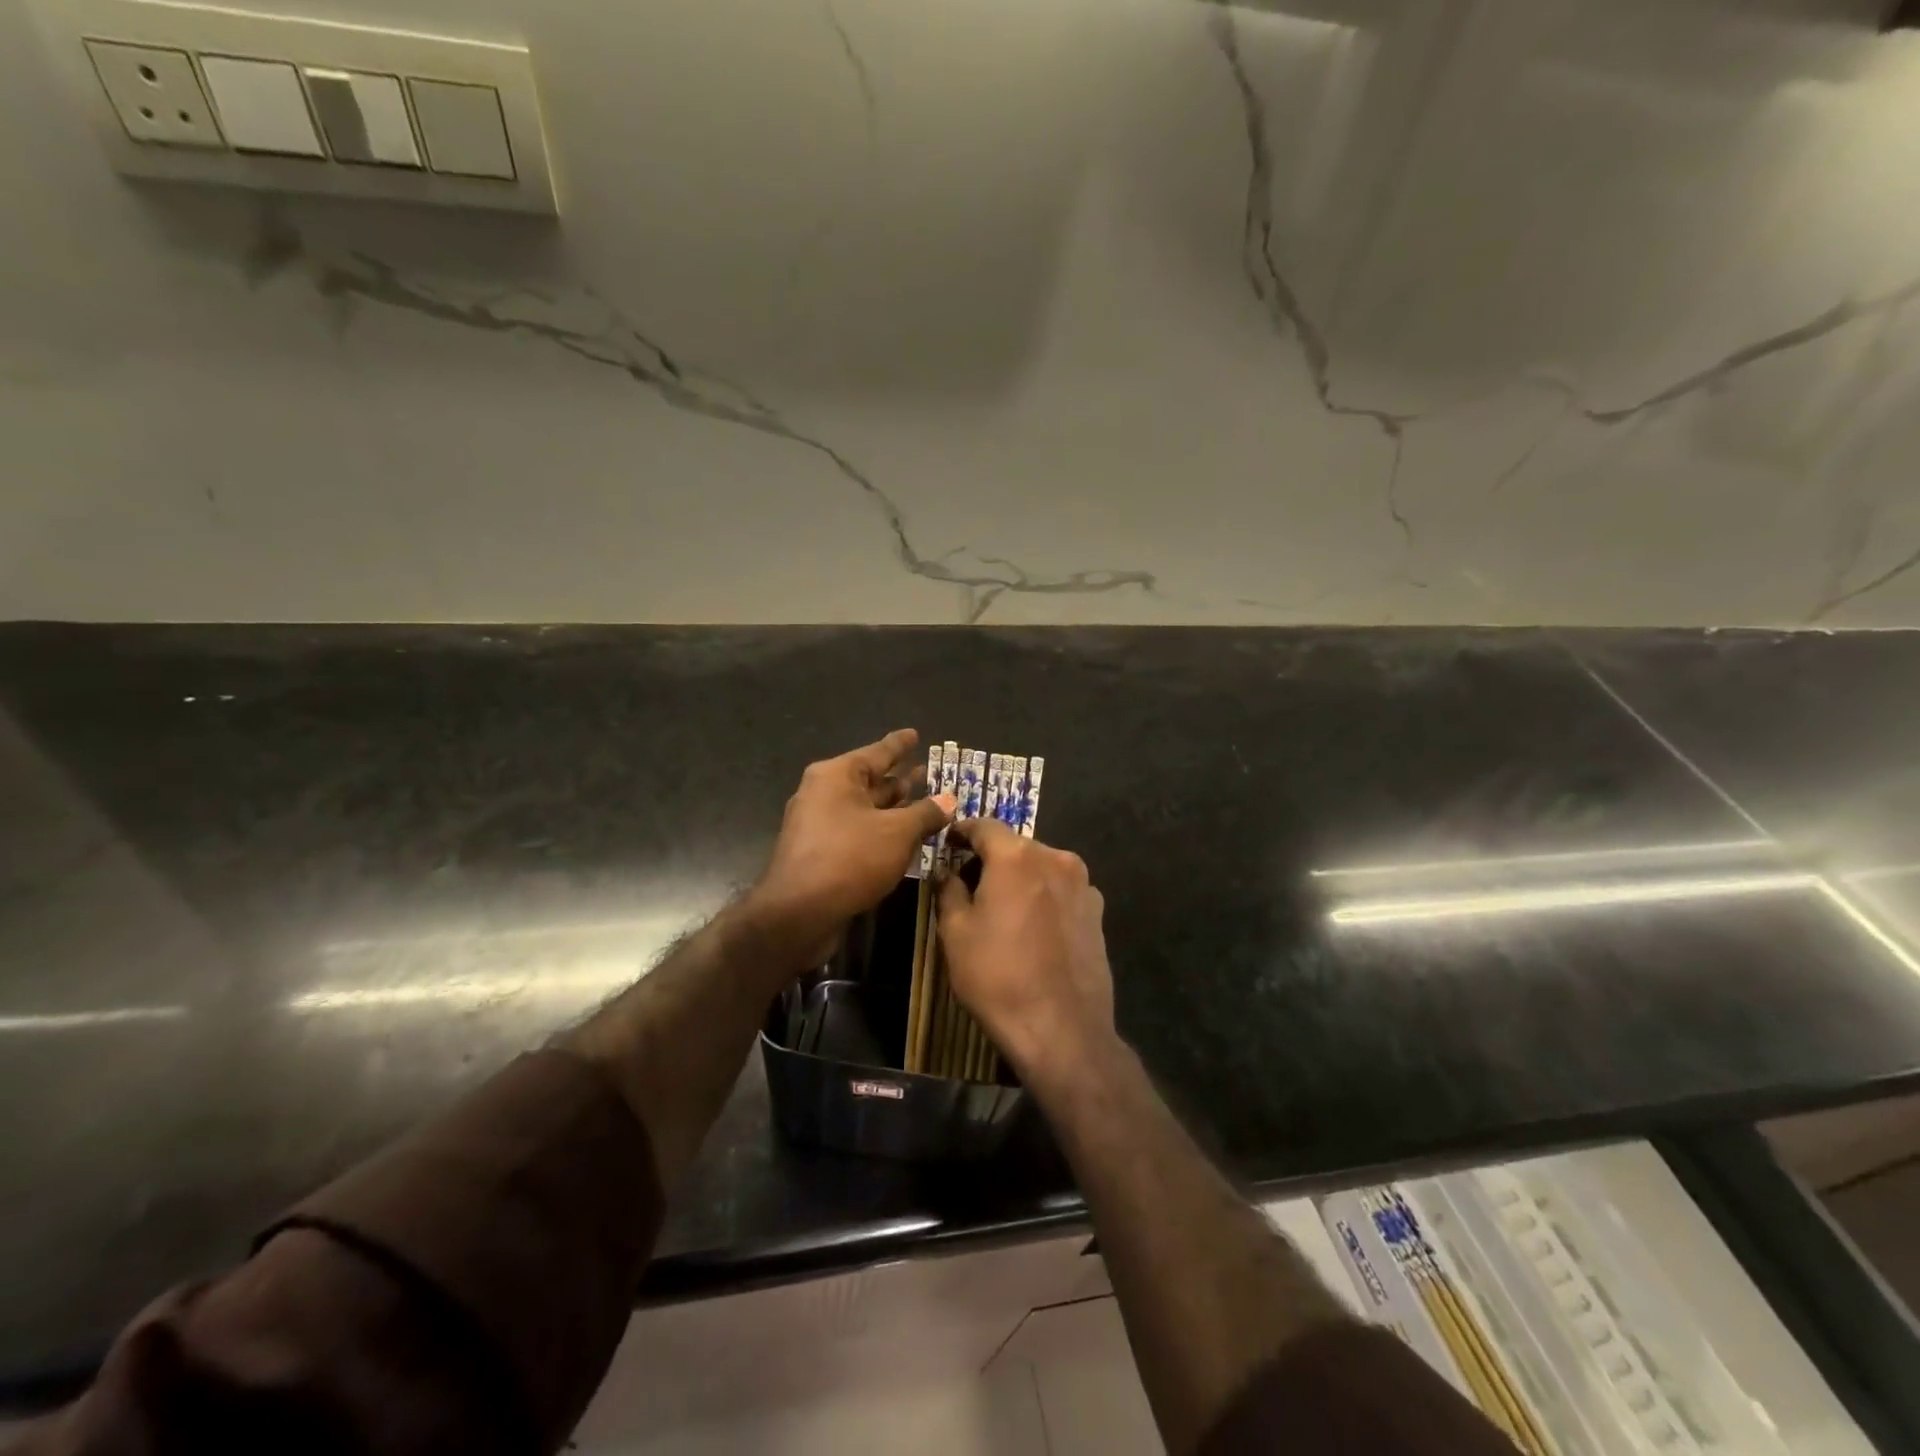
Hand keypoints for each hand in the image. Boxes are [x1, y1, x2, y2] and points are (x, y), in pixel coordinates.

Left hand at [748, 728, 954, 967]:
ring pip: (865, 809)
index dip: (899, 744)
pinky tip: (904, 839)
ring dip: (894, 808)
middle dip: (900, 779)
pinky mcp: (820, 853)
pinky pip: (857, 832)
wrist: (799, 913)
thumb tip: (949, 800)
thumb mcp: (897, 832)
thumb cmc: (850, 858)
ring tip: (925, 804)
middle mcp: (823, 793)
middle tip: (929, 773)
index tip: (914, 733)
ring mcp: (819, 825)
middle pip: (870, 781)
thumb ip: (925, 813)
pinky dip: (881, 832)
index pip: (877, 752)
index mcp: (836, 776)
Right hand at [935, 816, 1115, 1080]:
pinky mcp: (1098, 912)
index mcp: (1017, 856)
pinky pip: (1062, 891)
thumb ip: (949, 890)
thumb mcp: (955, 932)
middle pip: (1016, 846)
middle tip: (969, 882)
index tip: (948, 842)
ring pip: (1041, 868)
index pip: (984, 826)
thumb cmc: (997, 976)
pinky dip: (1043, 897)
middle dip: (991, 858)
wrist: (1062, 1028)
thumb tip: (949, 873)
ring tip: (1002, 908)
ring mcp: (1083, 884)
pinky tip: (1033, 928)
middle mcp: (1055, 858)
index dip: (962, 831)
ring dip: (1020, 878)